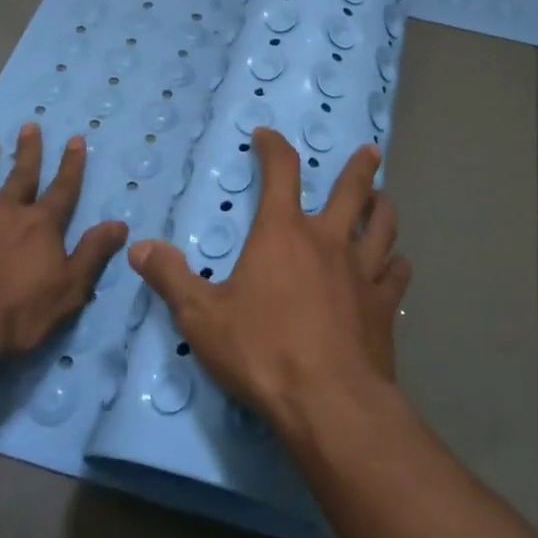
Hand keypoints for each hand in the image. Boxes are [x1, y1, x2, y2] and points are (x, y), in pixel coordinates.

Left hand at [0, 124, 128, 364]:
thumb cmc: (17, 312)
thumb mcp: (68, 289)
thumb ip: (93, 253)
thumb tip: (120, 224)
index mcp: (42, 225)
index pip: (63, 188)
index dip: (72, 164)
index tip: (75, 139)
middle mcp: (8, 211)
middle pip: (22, 174)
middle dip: (29, 150)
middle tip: (29, 125)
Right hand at [128, 128, 410, 437]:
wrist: (329, 402)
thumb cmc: (262, 351)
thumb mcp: (201, 317)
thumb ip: (171, 277)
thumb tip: (139, 247)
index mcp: (283, 233)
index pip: (281, 172)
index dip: (274, 147)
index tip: (267, 136)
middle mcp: (328, 240)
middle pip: (352, 190)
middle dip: (359, 168)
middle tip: (369, 151)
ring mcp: (363, 271)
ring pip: (383, 225)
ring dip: (383, 207)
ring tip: (383, 199)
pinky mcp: (385, 305)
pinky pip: (397, 272)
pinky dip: (396, 262)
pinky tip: (395, 263)